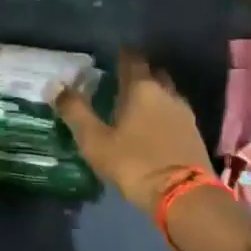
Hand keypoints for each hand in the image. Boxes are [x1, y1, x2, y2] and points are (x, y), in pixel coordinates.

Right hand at [51, 49, 212, 211]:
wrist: (183, 195)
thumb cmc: (134, 163)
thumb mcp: (95, 141)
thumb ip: (76, 112)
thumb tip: (56, 86)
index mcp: (142, 88)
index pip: (132, 59)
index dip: (122, 55)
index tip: (112, 55)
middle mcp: (167, 93)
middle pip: (153, 74)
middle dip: (139, 74)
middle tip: (121, 81)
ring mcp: (184, 112)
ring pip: (166, 93)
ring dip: (153, 95)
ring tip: (135, 105)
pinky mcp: (194, 133)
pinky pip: (175, 113)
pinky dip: (163, 113)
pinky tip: (153, 126)